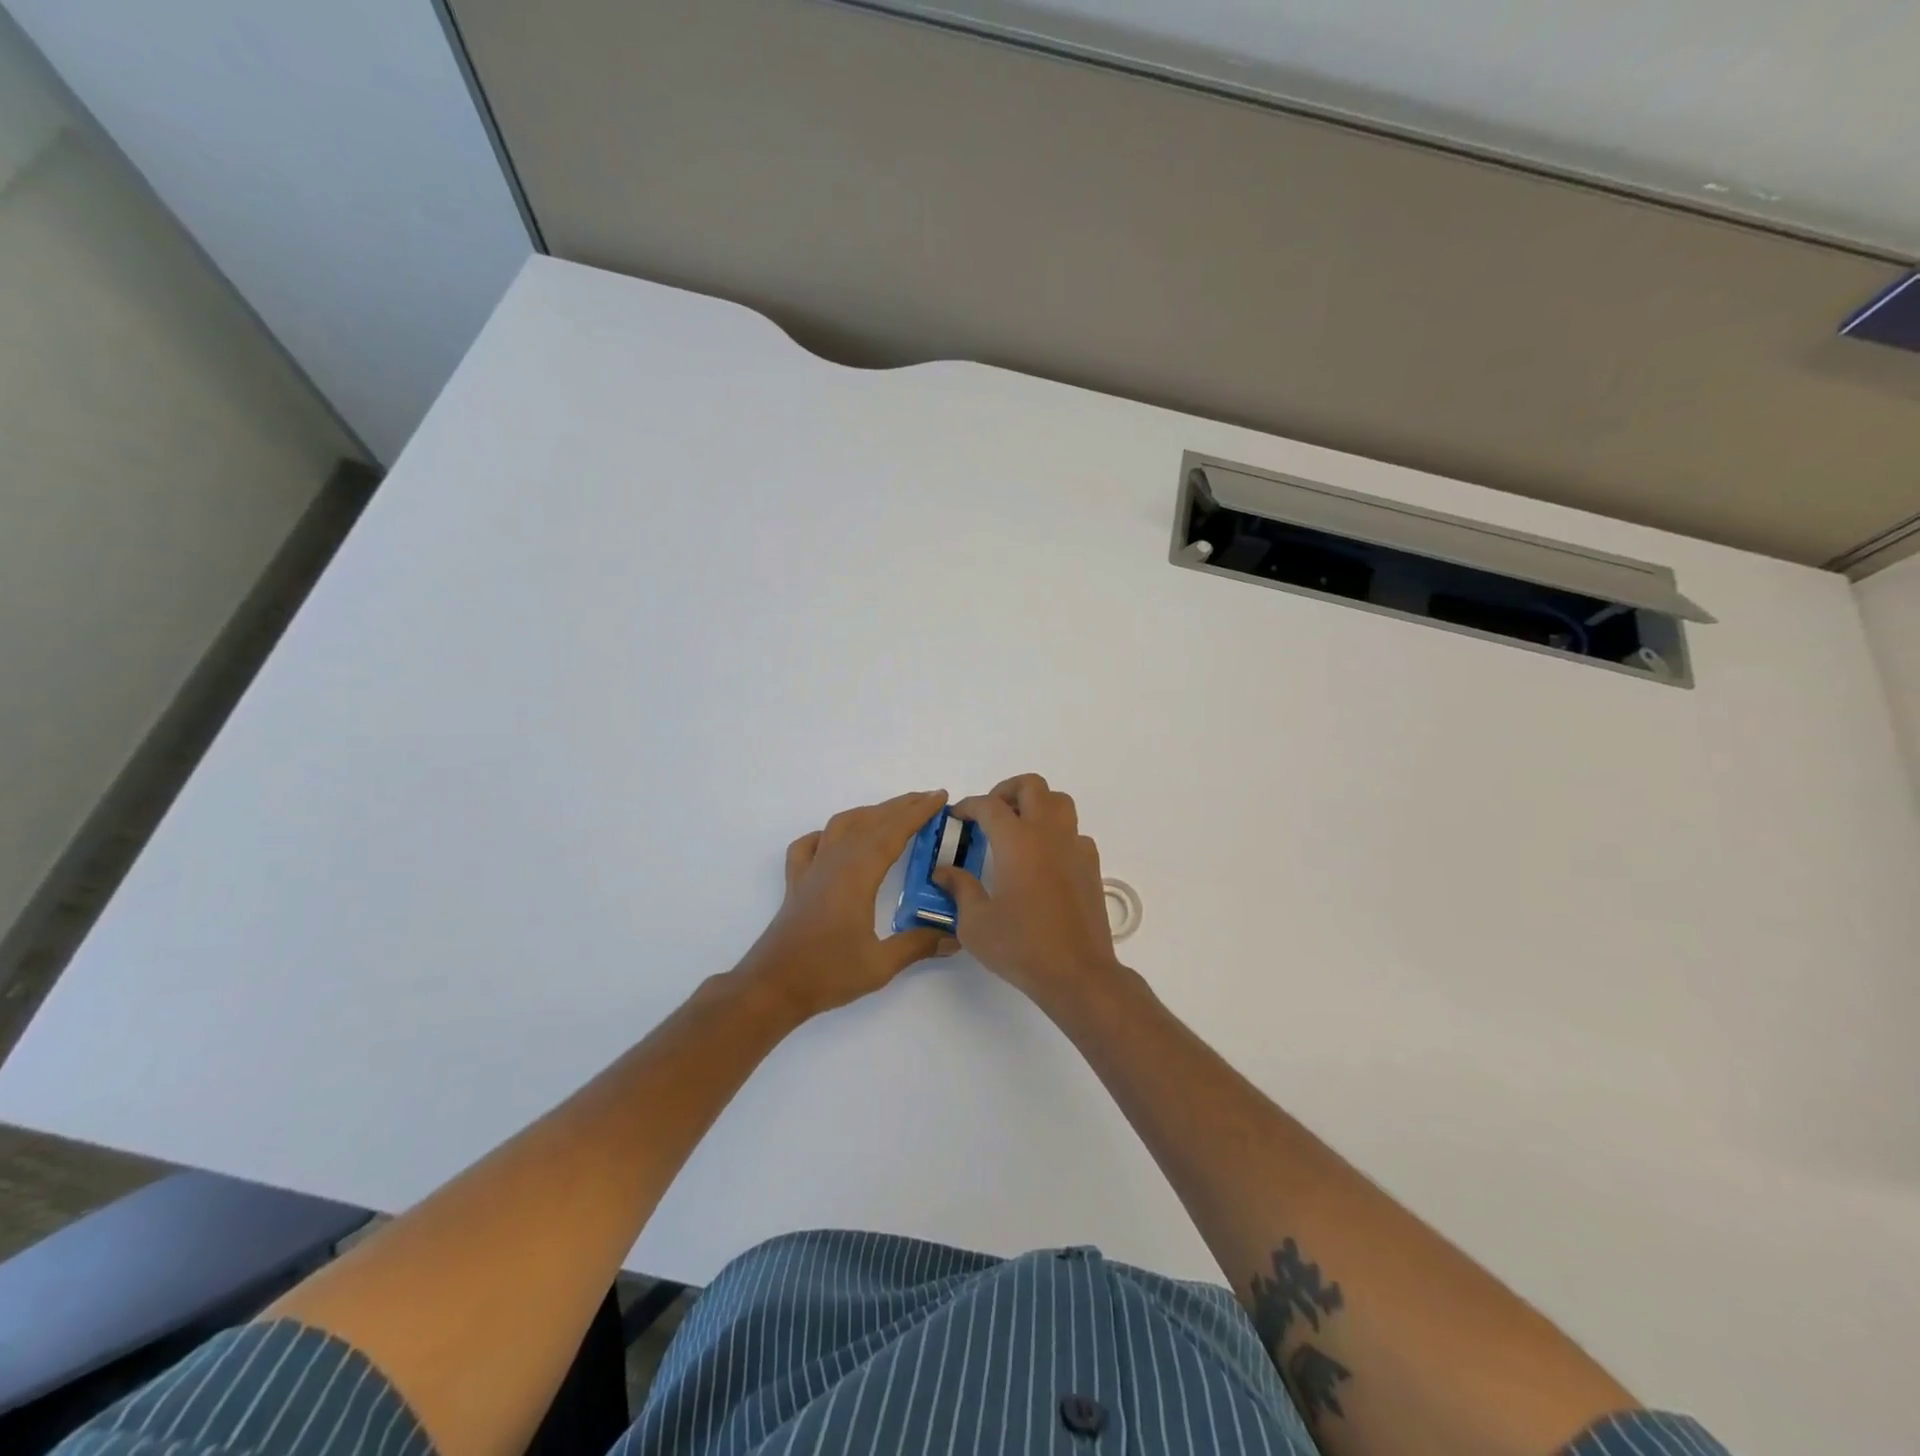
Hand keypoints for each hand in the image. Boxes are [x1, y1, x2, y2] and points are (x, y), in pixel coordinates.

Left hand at [740, 789, 959, 1020]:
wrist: (772, 986)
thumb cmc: (827, 973)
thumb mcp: (880, 965)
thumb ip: (918, 946)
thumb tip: (955, 937)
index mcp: (857, 874)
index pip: (892, 832)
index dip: (918, 813)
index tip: (939, 797)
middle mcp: (834, 862)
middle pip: (870, 822)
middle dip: (901, 806)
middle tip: (928, 799)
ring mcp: (811, 870)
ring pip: (841, 826)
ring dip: (869, 813)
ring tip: (892, 813)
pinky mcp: (796, 883)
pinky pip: (810, 845)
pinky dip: (826, 834)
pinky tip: (835, 840)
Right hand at [935, 774, 1123, 1009]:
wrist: (1077, 973)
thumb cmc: (1021, 946)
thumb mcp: (975, 923)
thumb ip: (959, 889)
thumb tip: (944, 872)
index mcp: (1016, 842)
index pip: (989, 805)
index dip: (969, 805)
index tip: (958, 815)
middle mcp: (1048, 834)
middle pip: (1031, 786)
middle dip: (1006, 790)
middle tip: (990, 813)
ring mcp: (1074, 847)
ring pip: (1059, 802)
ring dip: (1037, 804)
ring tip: (1018, 827)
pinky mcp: (1091, 865)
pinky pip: (1074, 832)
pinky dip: (1056, 833)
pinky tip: (1044, 859)